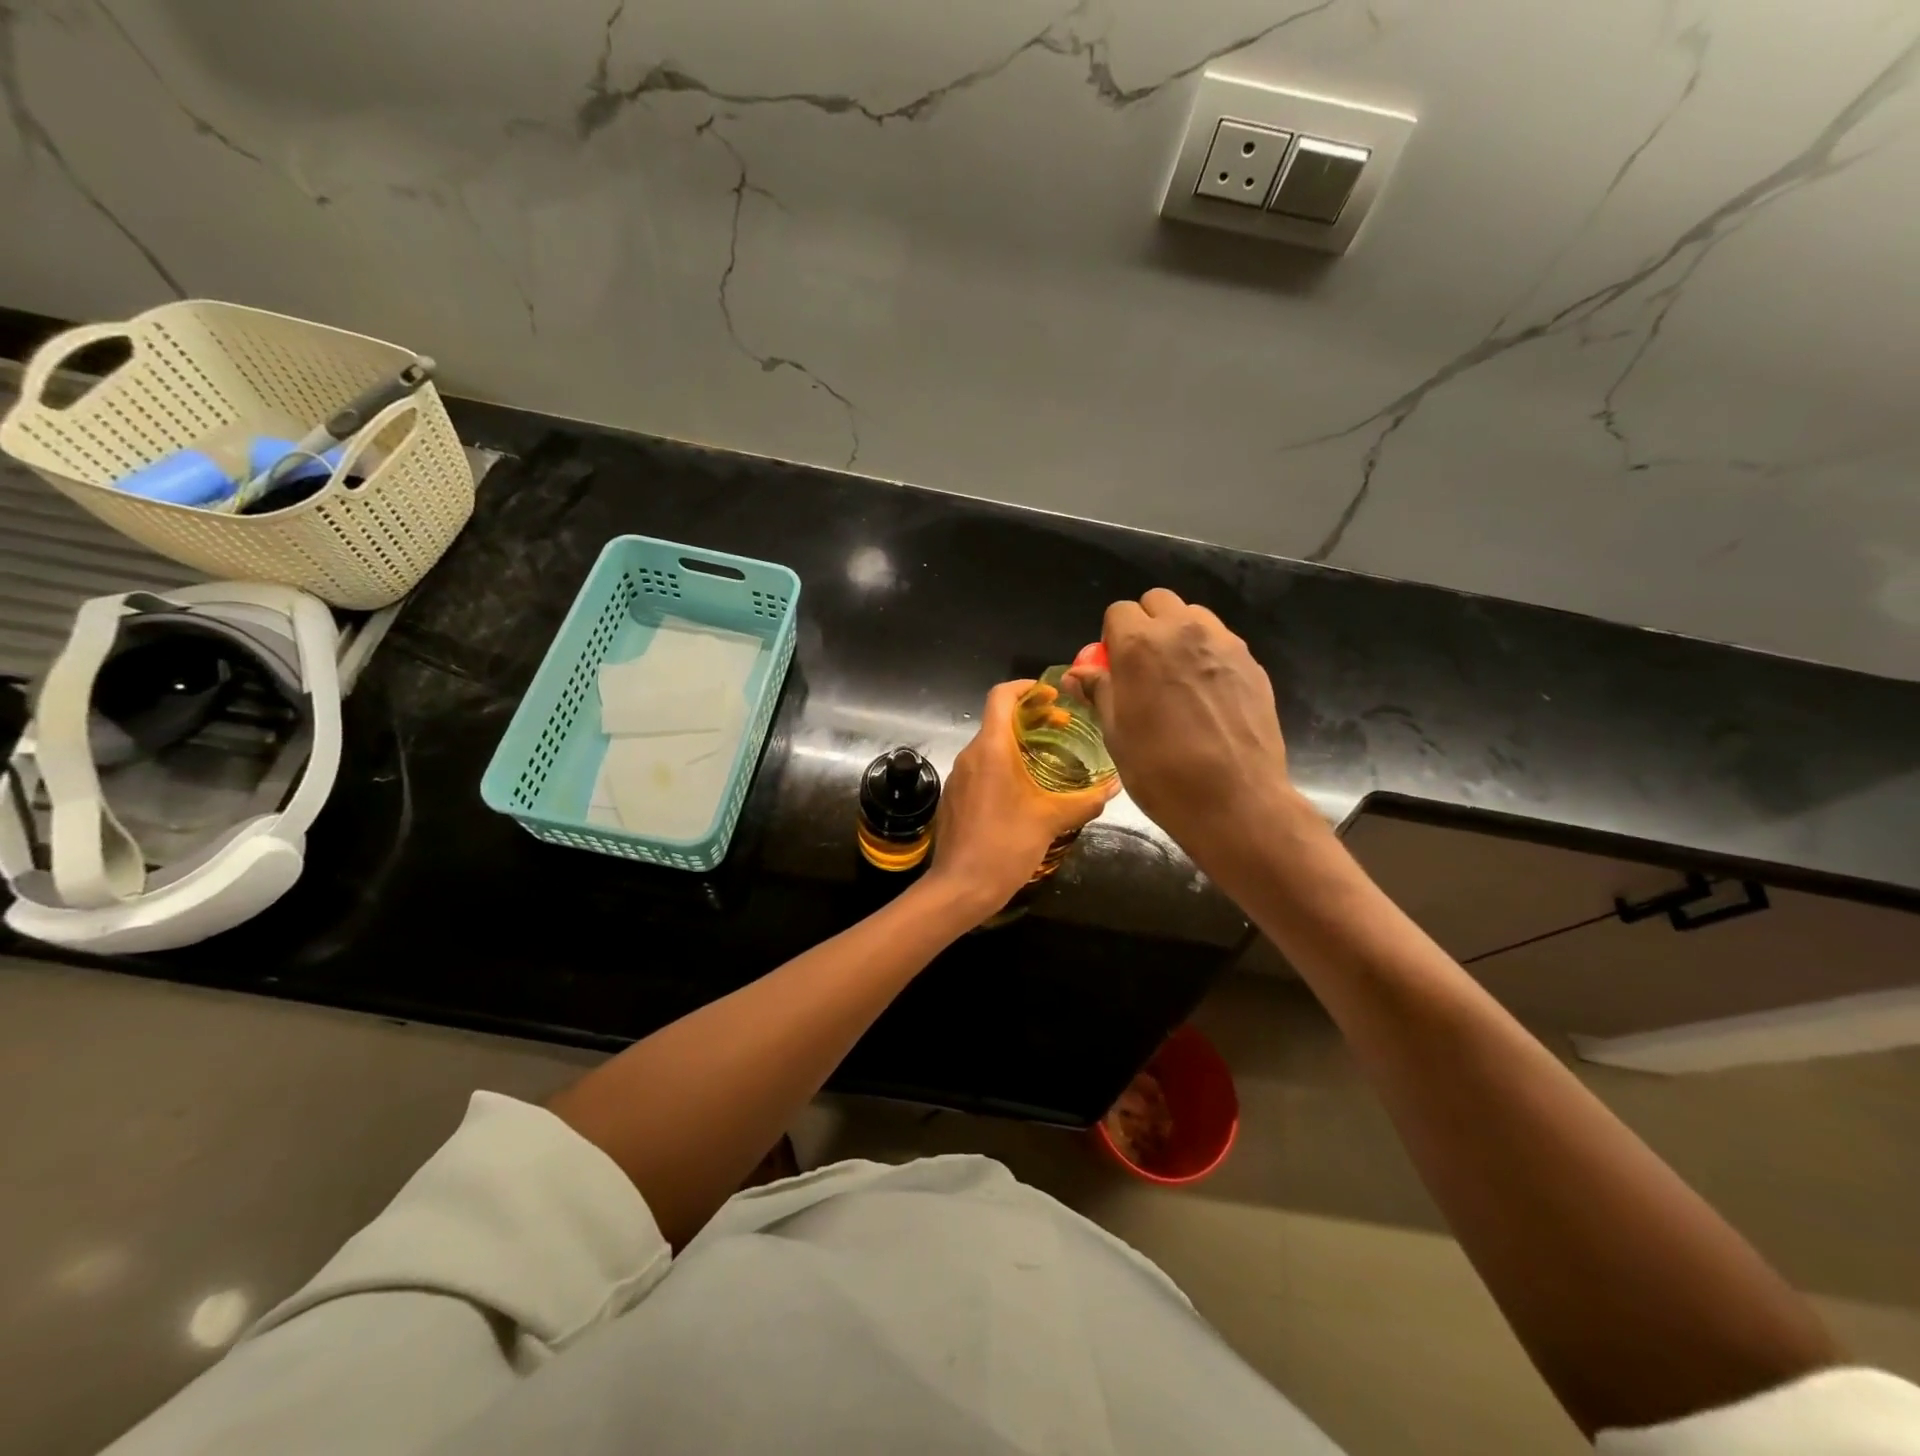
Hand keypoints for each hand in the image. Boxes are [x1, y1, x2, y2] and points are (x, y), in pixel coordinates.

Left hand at [923, 679, 1117, 915]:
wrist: (960, 887)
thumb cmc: (1005, 846)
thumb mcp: (1051, 820)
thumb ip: (1085, 800)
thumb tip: (1115, 785)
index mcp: (991, 749)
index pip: (1001, 696)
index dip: (1026, 688)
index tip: (1052, 696)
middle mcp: (970, 755)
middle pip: (998, 720)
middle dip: (1030, 717)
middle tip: (1062, 727)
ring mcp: (959, 777)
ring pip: (989, 746)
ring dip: (1018, 744)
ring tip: (1049, 760)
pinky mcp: (955, 797)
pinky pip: (981, 769)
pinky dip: (1003, 766)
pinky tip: (1025, 791)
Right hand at [1065, 588, 1293, 863]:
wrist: (1234, 800)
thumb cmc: (1160, 771)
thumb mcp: (1116, 734)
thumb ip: (1099, 692)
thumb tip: (1078, 674)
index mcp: (1140, 645)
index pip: (1118, 611)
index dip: (1111, 637)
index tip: (1114, 667)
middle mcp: (1183, 631)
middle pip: (1158, 602)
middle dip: (1146, 624)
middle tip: (1144, 666)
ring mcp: (1223, 644)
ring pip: (1194, 616)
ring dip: (1179, 634)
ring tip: (1178, 677)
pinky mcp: (1252, 663)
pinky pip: (1221, 642)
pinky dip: (1208, 654)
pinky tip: (1208, 696)